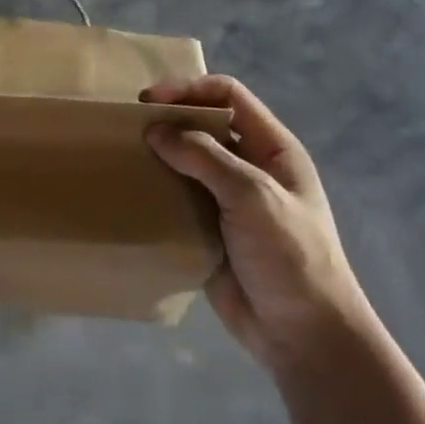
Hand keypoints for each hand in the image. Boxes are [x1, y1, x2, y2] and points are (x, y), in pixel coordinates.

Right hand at [142, 76, 372, 375]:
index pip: (229, 96)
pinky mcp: (209, 232)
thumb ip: (205, 158)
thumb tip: (155, 131)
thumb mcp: (253, 196)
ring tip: (122, 156)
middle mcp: (249, 167)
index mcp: (272, 148)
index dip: (190, 89)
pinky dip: (156, 193)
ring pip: (186, 163)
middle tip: (128, 127)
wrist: (303, 334)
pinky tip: (131, 194)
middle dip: (169, 120)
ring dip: (158, 157)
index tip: (149, 100)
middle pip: (204, 126)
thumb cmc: (290, 254)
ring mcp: (228, 201)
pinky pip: (178, 200)